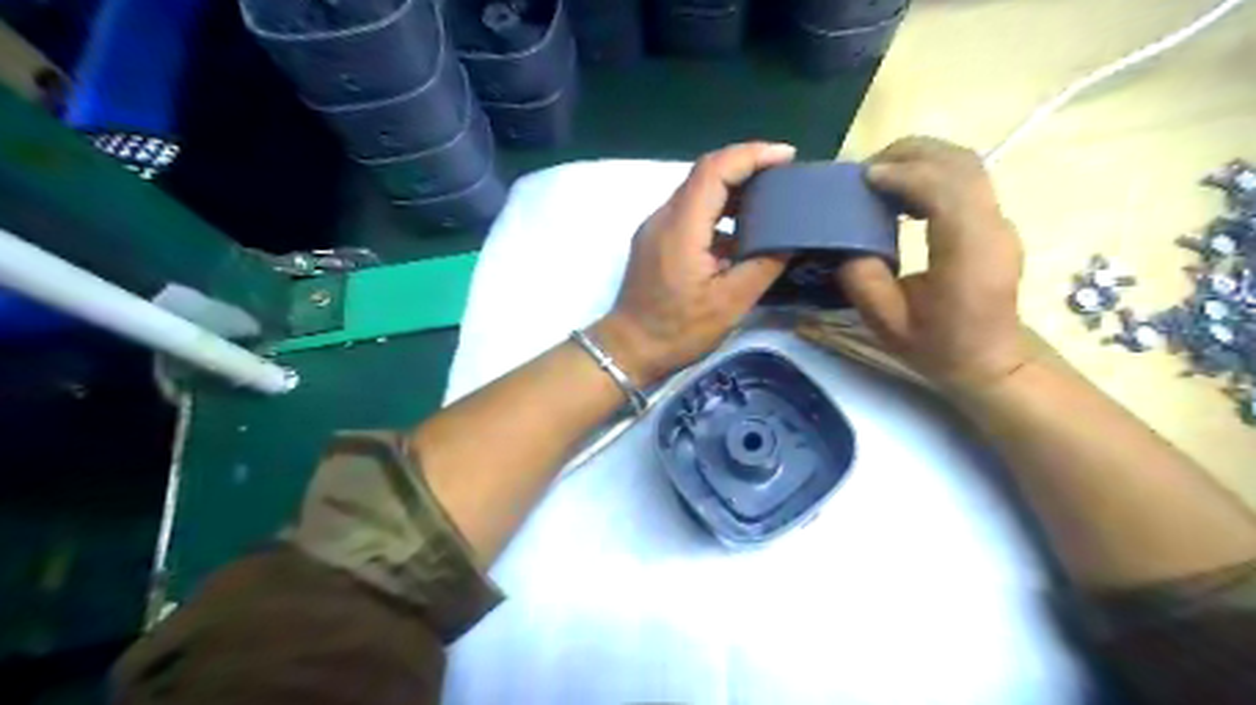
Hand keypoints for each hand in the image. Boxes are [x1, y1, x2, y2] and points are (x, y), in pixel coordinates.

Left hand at [596, 139, 792, 388]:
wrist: (628, 348)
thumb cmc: (677, 330)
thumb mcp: (729, 304)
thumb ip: (763, 265)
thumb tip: (790, 239)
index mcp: (682, 227)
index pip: (714, 169)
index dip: (752, 155)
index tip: (787, 157)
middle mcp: (664, 217)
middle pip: (705, 173)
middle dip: (746, 166)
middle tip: (784, 176)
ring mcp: (656, 227)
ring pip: (697, 191)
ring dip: (733, 188)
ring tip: (769, 198)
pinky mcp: (655, 240)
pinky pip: (690, 211)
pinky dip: (718, 210)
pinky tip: (742, 228)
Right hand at [832, 137, 1028, 389]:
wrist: (991, 362)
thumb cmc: (939, 348)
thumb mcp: (887, 325)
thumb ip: (863, 280)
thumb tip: (848, 243)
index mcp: (968, 254)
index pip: (945, 190)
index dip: (904, 174)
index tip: (865, 178)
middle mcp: (992, 228)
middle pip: (960, 164)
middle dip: (911, 154)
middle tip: (867, 170)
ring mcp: (999, 222)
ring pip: (966, 165)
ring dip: (922, 159)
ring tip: (881, 176)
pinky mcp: (994, 223)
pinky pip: (966, 180)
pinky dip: (932, 172)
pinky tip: (904, 192)